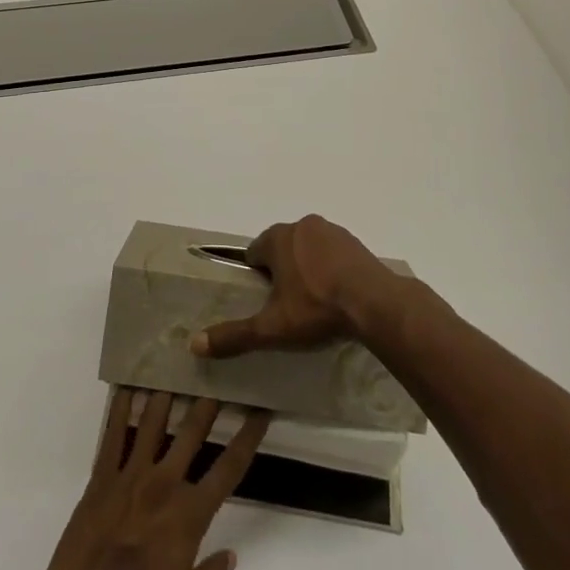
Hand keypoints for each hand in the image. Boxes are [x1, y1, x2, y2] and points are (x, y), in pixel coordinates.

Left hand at [0, 389, 270, 569]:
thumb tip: (228, 554)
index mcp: (188, 517)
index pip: (229, 467)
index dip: (248, 436)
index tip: (261, 409)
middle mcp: (162, 486)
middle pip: (192, 431)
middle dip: (210, 400)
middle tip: (220, 370)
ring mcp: (127, 478)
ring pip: (152, 422)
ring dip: (168, 393)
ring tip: (177, 364)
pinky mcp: (98, 481)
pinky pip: (111, 435)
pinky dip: (120, 408)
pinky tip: (127, 385)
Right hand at [191, 215, 395, 358]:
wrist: (374, 302)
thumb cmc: (316, 308)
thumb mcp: (272, 327)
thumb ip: (235, 334)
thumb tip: (195, 343)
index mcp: (278, 238)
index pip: (255, 252)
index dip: (256, 275)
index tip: (265, 299)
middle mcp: (302, 225)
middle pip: (282, 247)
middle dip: (282, 270)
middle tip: (288, 303)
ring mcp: (332, 231)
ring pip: (308, 247)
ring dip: (307, 266)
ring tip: (315, 300)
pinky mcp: (355, 241)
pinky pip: (333, 252)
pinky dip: (331, 267)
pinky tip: (337, 293)